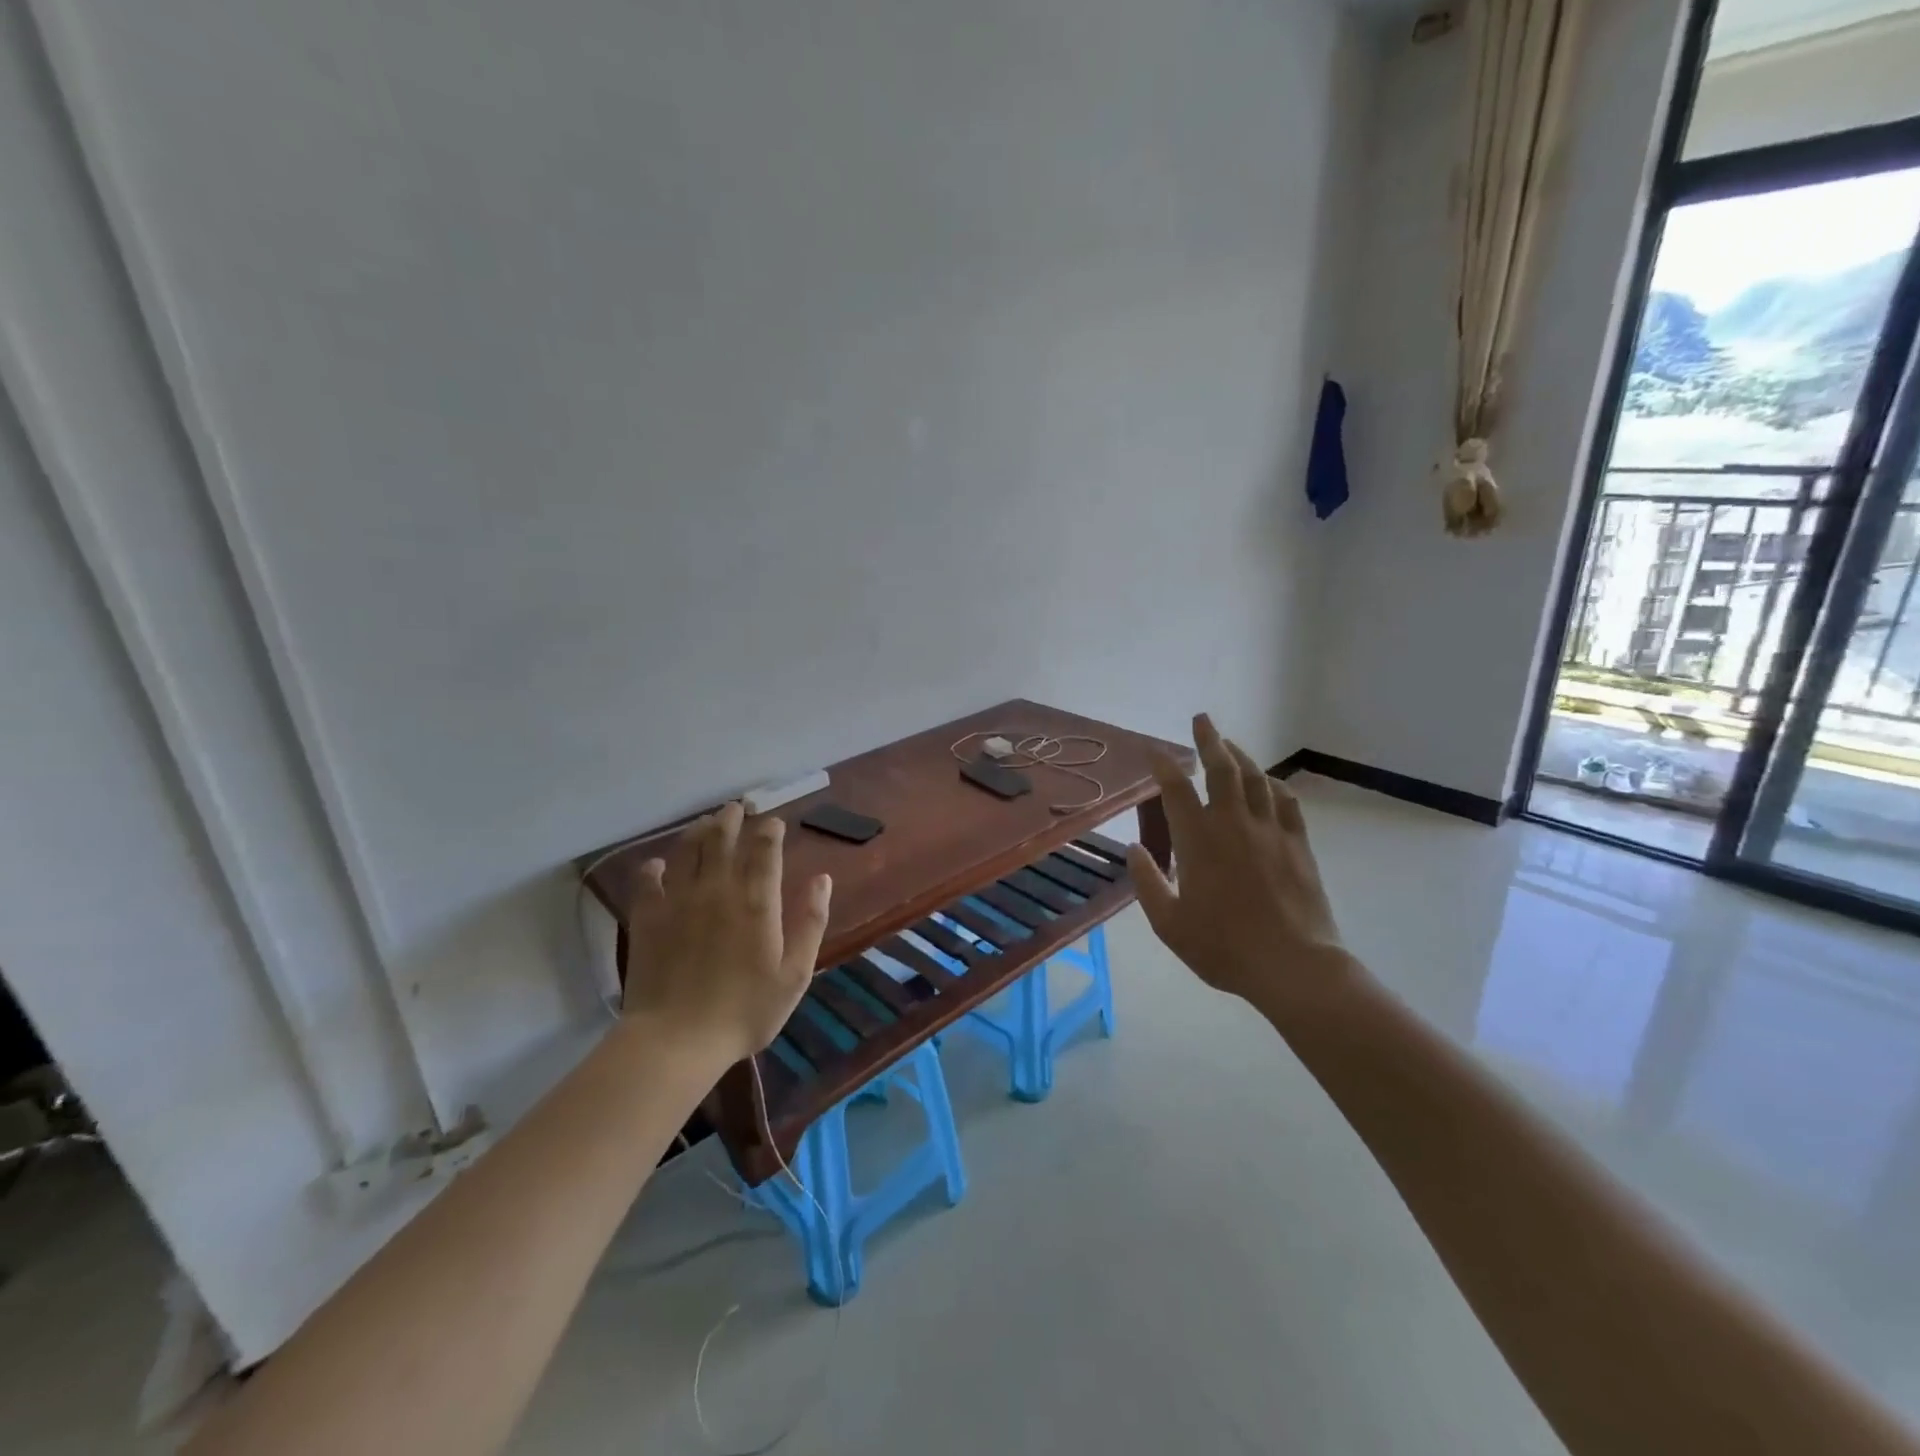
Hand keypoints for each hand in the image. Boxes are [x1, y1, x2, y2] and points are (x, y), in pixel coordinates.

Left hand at [624, 802, 832, 1065]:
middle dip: (732, 818)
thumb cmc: (745, 1011)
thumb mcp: (795, 974)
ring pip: (688, 850)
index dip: (770, 829)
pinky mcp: (648, 917)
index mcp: (757, 900)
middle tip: (737, 807)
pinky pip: (648, 880)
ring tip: (707, 822)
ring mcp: (679, 899)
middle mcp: (718, 888)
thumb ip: (811, 922)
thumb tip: (821, 879)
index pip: (765, 848)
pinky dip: (654, 867)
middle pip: (723, 838)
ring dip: (699, 831)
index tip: (774, 822)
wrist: (677, 1040)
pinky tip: (658, 864)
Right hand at [1126, 714, 1355, 1019]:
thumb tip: (1135, 849)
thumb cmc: (1224, 946)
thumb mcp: (1169, 924)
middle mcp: (1233, 824)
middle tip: (1201, 719)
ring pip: (1255, 778)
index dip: (1164, 765)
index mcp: (1198, 840)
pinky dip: (1273, 785)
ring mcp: (1270, 830)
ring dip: (1241, 755)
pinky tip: (1268, 782)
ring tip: (1230, 744)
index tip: (1155, 751)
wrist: (1293, 965)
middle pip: (1221, 769)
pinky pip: (1285, 801)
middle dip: (1209, 740)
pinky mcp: (1298, 844)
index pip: (1176, 789)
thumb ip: (1148, 883)